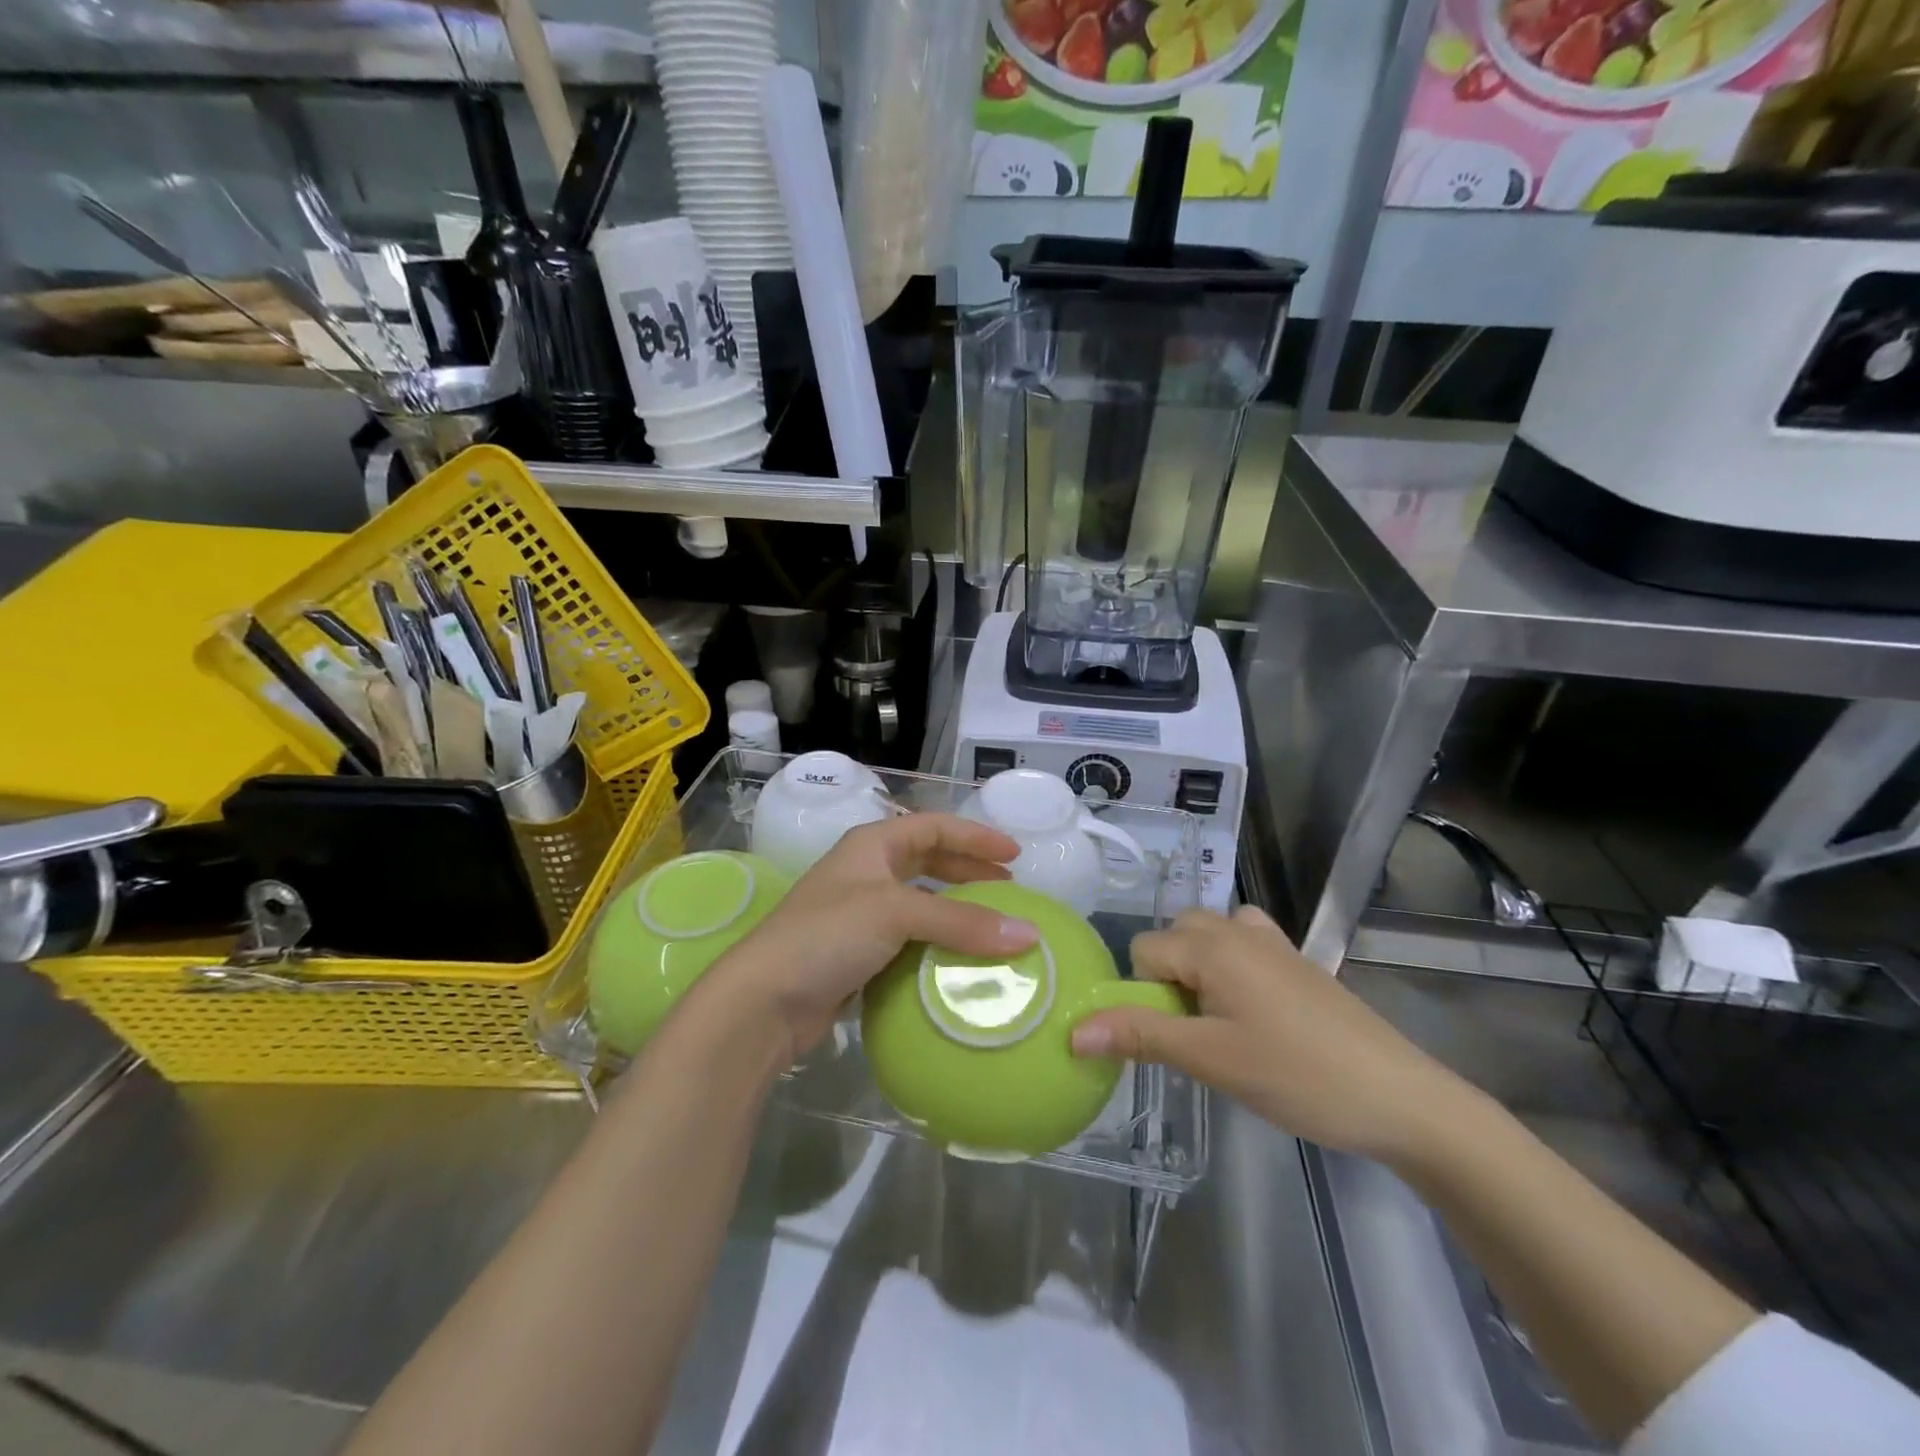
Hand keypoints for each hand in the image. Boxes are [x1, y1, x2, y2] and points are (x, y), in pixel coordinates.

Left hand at [704, 814, 1039, 1064]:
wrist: (763, 1001)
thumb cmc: (826, 936)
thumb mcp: (895, 914)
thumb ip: (962, 922)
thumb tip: (1029, 934)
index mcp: (872, 846)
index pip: (934, 827)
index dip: (975, 837)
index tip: (1014, 855)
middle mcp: (866, 873)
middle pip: (928, 862)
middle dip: (969, 872)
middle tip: (1009, 889)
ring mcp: (860, 916)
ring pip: (921, 904)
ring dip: (956, 912)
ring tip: (993, 926)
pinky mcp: (859, 956)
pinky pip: (911, 941)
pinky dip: (938, 946)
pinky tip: (960, 962)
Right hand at [1070, 906, 1470, 1161]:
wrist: (1400, 1097)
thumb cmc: (1298, 1076)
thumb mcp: (1211, 1060)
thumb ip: (1140, 1036)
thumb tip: (1074, 1031)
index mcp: (1213, 945)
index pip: (1143, 951)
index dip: (1143, 994)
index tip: (1170, 1038)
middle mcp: (1238, 929)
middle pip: (1173, 937)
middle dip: (1169, 979)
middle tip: (1195, 1031)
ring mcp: (1273, 942)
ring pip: (1207, 937)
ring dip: (1198, 970)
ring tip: (1219, 1021)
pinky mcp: (1297, 960)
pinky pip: (1243, 943)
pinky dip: (1231, 965)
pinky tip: (1251, 1007)